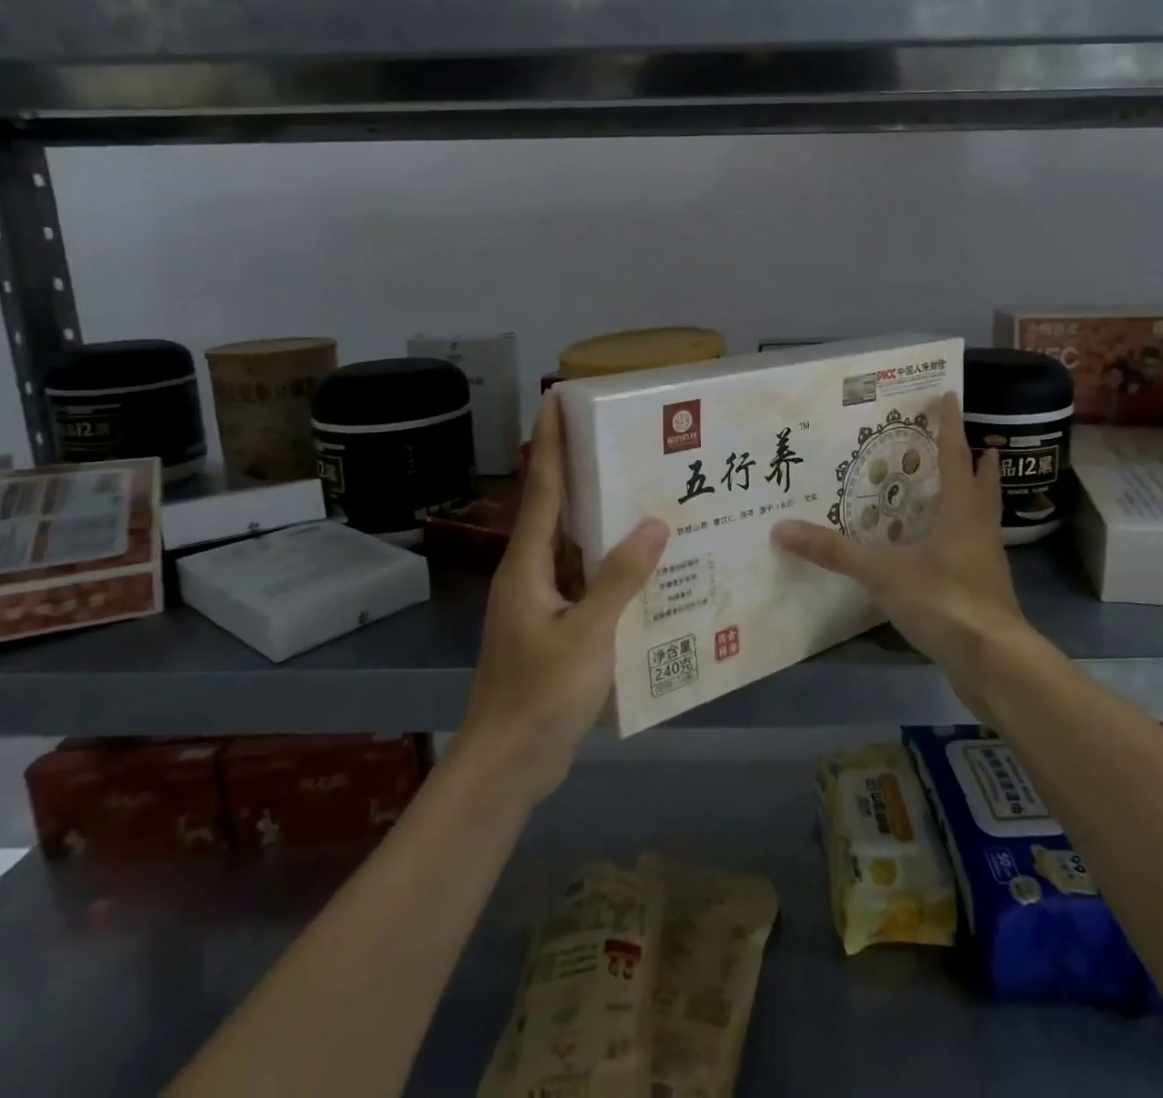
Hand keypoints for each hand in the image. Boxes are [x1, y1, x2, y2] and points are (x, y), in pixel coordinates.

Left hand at [462, 391, 668, 800]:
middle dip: (585, 472)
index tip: (556, 397)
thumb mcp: (587, 636)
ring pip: (577, 548)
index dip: (551, 442)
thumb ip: (620, 580)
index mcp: (527, 566)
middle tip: (625, 440)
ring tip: (648, 492)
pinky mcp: (556, 626)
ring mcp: (542, 602)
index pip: (542, 490)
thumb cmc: (539, 696)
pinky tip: (648, 563)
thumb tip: (655, 524)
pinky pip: (588, 581)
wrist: (507, 766)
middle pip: (559, 511)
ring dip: (605, 521)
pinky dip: (613, 566)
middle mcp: (531, 574)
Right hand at [772, 393, 1034, 714]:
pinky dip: (961, 534)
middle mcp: (979, 527)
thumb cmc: (944, 601)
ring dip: (971, 495)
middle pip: (982, 481)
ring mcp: (987, 559)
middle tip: (960, 440)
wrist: (994, 661)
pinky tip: (941, 547)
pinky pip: (974, 546)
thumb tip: (782, 528)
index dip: (951, 424)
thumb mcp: (883, 574)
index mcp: (961, 510)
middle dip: (975, 458)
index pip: (956, 455)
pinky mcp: (985, 588)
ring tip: (950, 487)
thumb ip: (834, 552)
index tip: (950, 395)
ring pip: (983, 514)